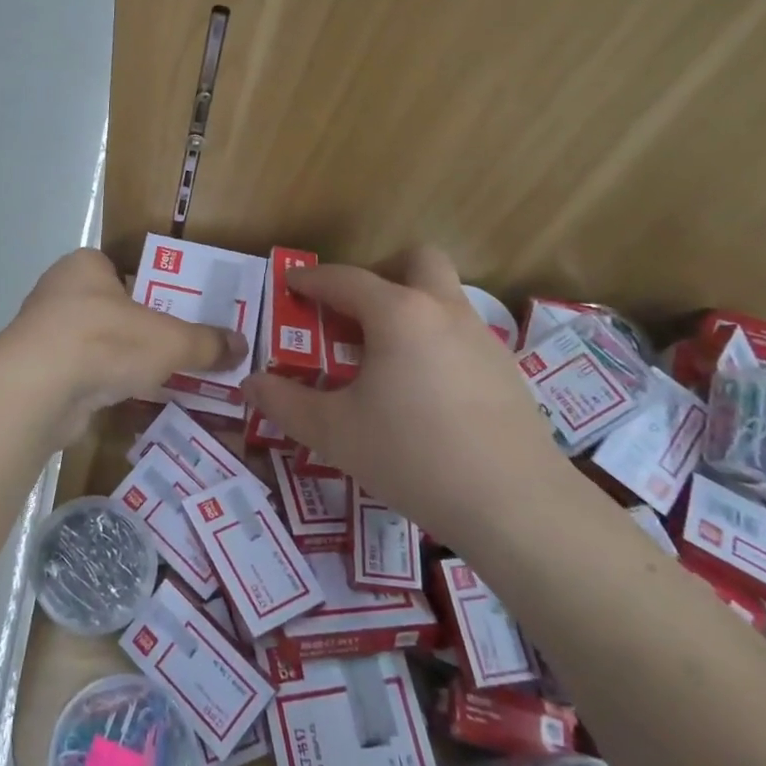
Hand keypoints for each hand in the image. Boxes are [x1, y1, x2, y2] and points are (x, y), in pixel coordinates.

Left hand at [5, 249, 246, 442]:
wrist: (39, 389)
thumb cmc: (105, 341)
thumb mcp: (171, 340)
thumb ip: (207, 343)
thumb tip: (242, 347)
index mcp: (85, 267)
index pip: (121, 270)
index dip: (150, 290)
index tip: (175, 314)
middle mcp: (59, 292)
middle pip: (110, 309)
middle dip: (139, 331)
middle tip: (175, 349)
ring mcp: (44, 334)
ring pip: (95, 344)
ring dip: (119, 361)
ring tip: (157, 379)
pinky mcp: (38, 373)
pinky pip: (80, 374)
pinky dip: (101, 386)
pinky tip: (125, 400)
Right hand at [242, 249, 558, 528]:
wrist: (515, 504)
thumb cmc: (412, 456)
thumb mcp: (333, 432)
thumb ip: (284, 402)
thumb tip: (250, 384)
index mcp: (399, 314)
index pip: (346, 279)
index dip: (312, 279)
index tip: (291, 284)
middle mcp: (444, 311)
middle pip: (416, 260)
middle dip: (381, 271)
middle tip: (354, 310)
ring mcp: (483, 339)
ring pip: (443, 297)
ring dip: (409, 307)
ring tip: (381, 357)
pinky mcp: (507, 370)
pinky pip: (461, 334)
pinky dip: (434, 341)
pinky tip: (422, 391)